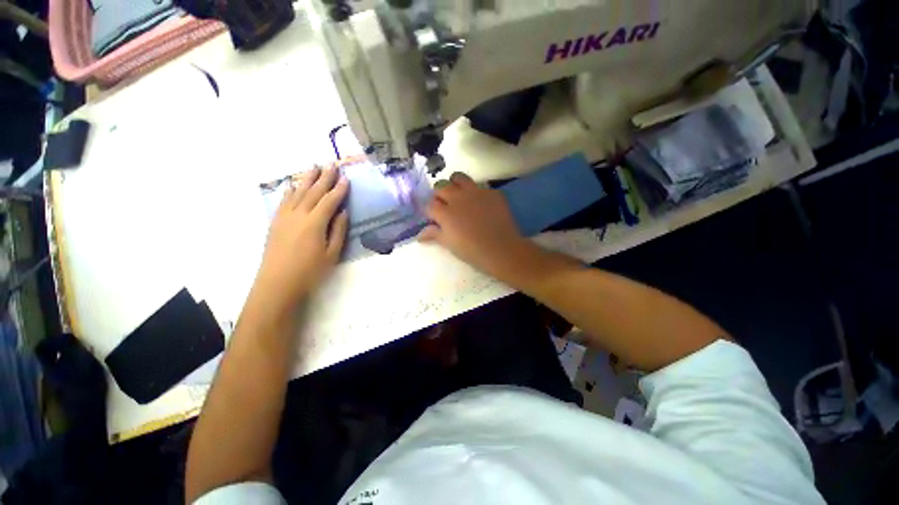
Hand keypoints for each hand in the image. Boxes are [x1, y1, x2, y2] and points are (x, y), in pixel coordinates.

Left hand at [254, 166, 348, 311]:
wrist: (277, 283)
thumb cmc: (310, 271)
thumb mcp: (332, 253)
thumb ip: (338, 230)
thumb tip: (343, 212)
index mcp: (315, 223)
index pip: (330, 200)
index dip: (339, 189)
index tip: (346, 178)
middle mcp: (299, 214)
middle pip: (314, 191)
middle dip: (324, 177)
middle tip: (332, 164)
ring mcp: (284, 217)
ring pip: (297, 192)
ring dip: (307, 178)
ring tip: (314, 166)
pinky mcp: (275, 222)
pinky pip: (284, 200)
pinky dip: (291, 190)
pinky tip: (294, 185)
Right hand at [419, 172, 534, 279]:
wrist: (501, 249)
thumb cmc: (472, 251)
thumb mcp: (450, 244)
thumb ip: (434, 235)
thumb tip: (419, 235)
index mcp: (445, 212)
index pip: (429, 204)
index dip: (429, 210)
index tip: (433, 216)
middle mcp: (457, 197)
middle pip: (441, 187)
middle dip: (439, 195)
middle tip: (445, 205)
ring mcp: (475, 192)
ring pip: (458, 178)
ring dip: (455, 184)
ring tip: (459, 195)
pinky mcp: (491, 192)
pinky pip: (479, 185)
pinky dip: (475, 192)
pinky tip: (480, 204)